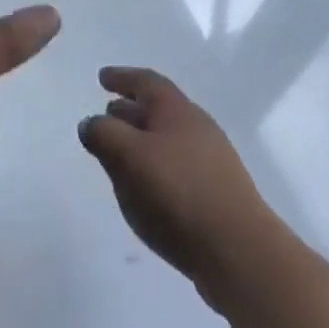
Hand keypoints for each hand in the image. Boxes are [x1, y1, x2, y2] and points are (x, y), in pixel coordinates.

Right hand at [78, 67, 282, 304]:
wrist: (237, 250)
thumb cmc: (178, 192)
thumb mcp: (130, 157)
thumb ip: (104, 135)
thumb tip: (90, 123)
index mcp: (176, 109)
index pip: (146, 81)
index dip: (122, 77)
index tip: (102, 77)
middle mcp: (196, 126)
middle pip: (158, 108)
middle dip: (130, 109)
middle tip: (107, 113)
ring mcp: (209, 160)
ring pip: (167, 139)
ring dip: (141, 140)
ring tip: (119, 153)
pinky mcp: (214, 192)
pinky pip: (176, 166)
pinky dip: (154, 165)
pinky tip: (144, 188)